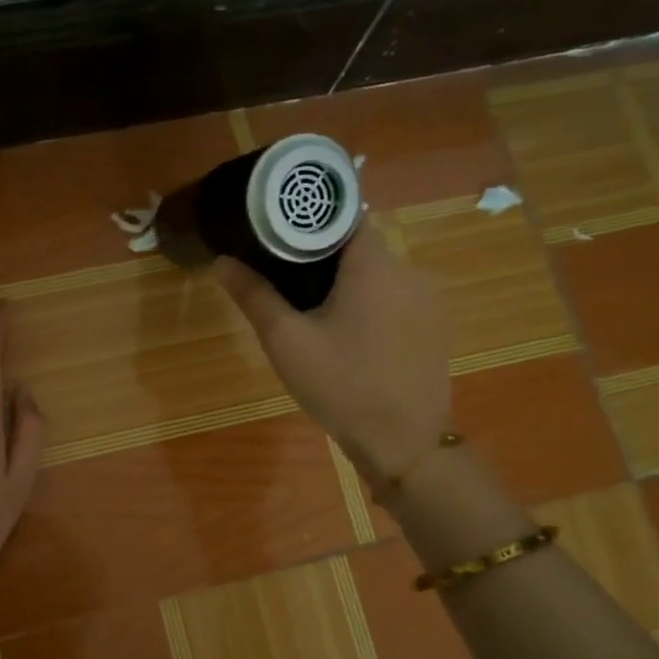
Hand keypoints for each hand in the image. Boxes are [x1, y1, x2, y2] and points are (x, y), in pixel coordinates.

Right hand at [215, 223, 452, 485]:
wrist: (404, 443)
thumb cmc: (341, 385)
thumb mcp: (286, 341)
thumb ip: (255, 295)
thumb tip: (222, 261)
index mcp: (374, 264)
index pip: (343, 216)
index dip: (310, 222)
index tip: (279, 237)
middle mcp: (409, 270)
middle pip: (360, 247)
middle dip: (324, 260)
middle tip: (286, 284)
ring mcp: (429, 300)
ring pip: (378, 276)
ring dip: (349, 286)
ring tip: (315, 315)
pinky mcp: (436, 327)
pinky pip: (396, 300)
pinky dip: (371, 307)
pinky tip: (351, 340)